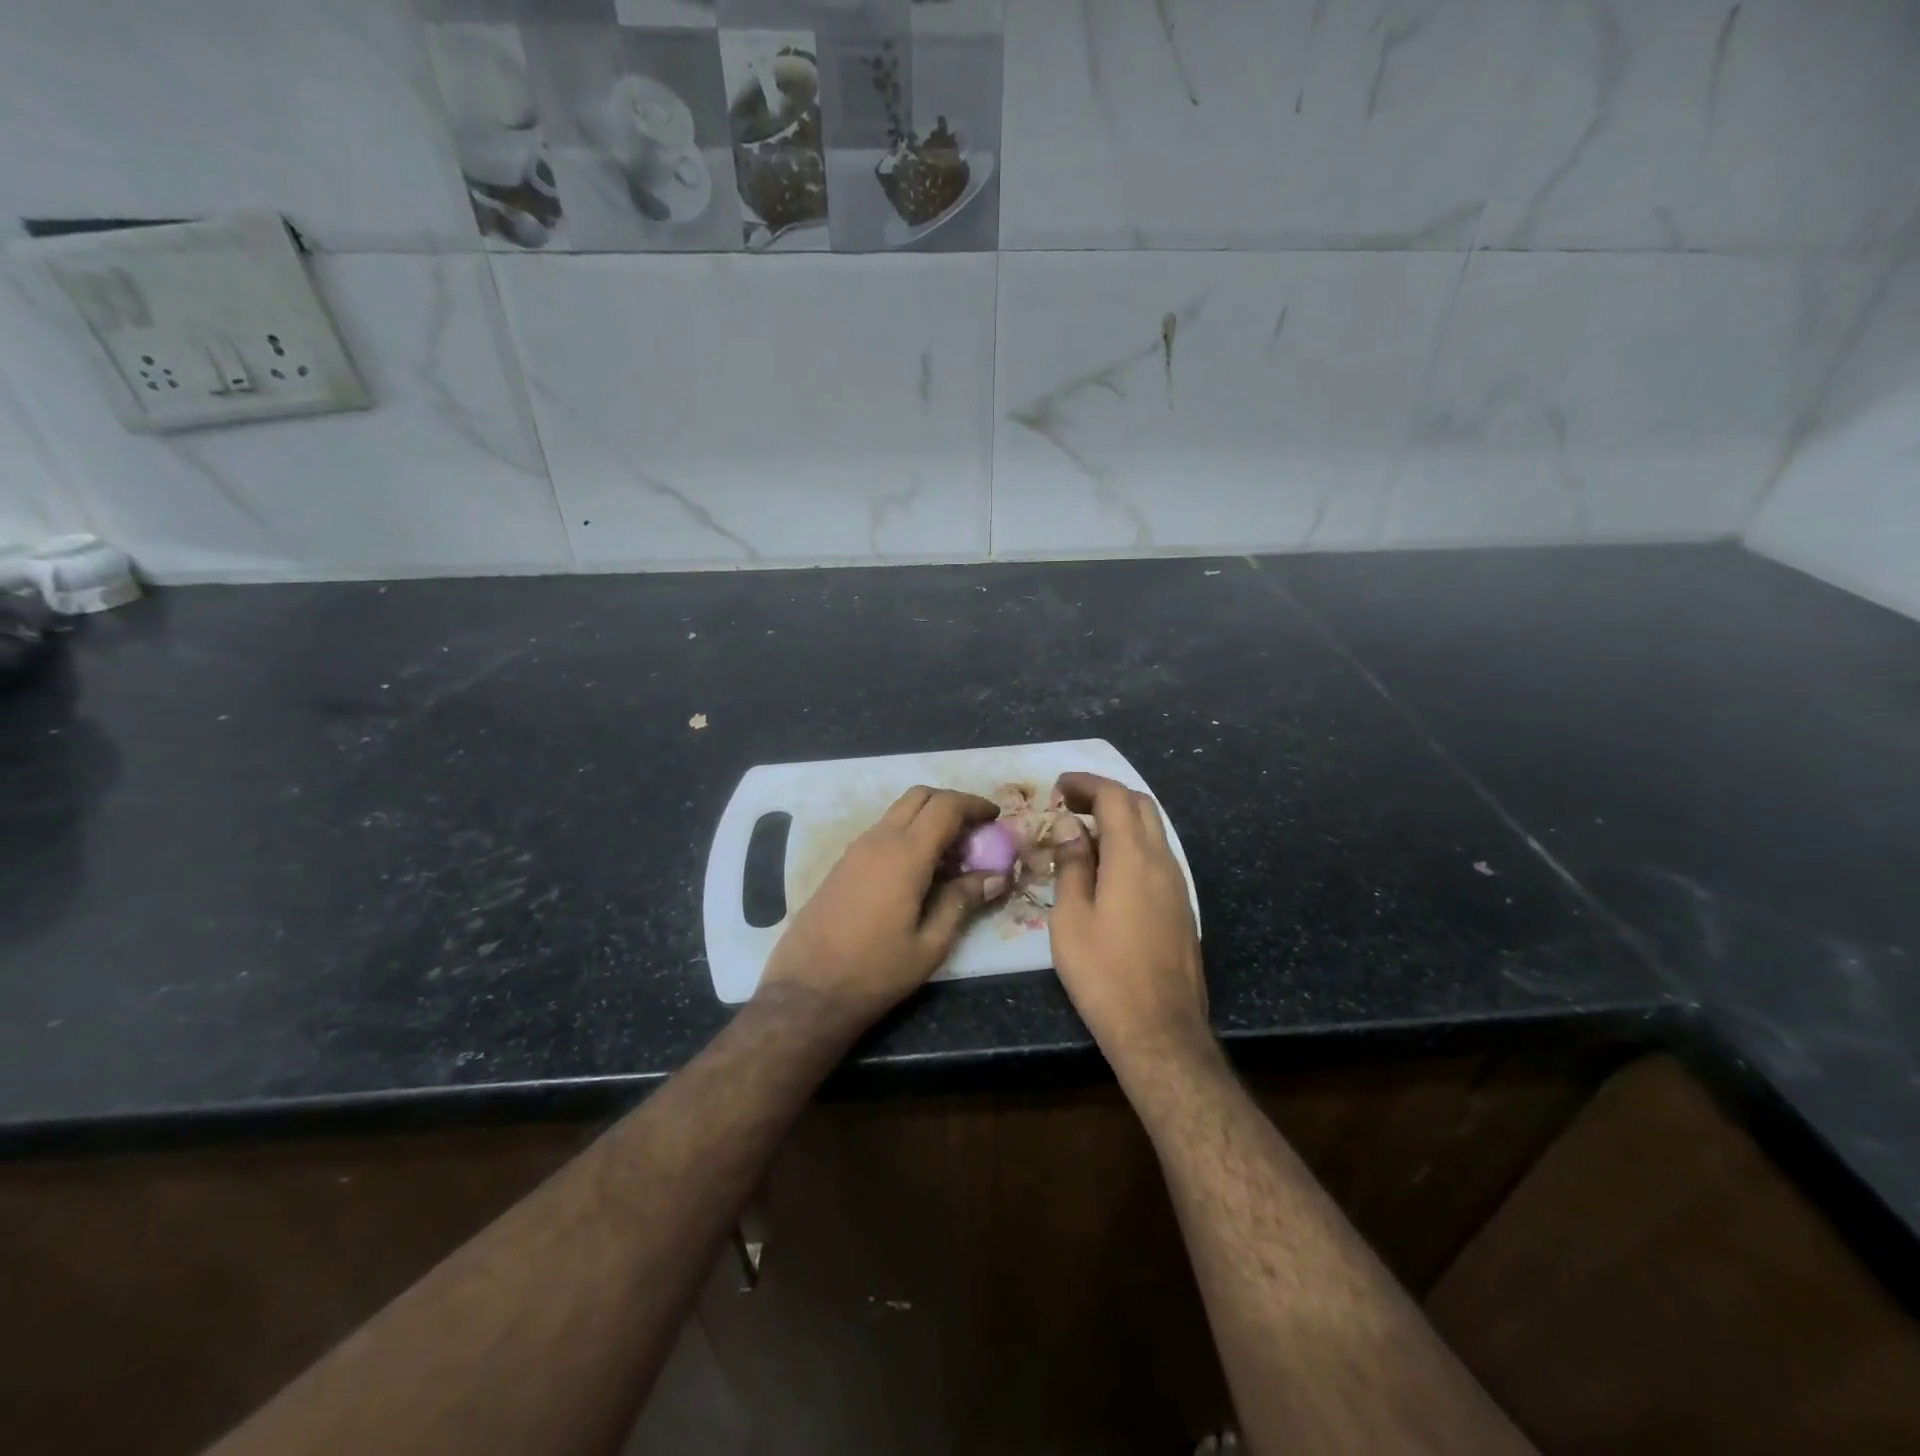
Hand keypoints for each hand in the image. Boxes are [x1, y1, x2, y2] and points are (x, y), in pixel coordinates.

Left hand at [758, 786, 1007, 1027]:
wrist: (807, 991)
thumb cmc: (875, 972)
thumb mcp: (930, 944)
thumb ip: (962, 901)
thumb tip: (996, 877)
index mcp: (905, 855)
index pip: (945, 806)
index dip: (974, 805)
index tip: (996, 818)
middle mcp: (879, 840)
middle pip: (920, 796)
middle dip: (952, 803)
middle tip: (975, 831)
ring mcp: (856, 849)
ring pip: (899, 812)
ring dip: (928, 818)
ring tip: (952, 854)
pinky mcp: (843, 863)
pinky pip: (883, 831)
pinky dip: (908, 833)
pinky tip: (920, 869)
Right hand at [1049, 772, 1211, 1071]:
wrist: (1159, 1029)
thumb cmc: (1104, 973)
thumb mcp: (1071, 918)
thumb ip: (1072, 864)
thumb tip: (1069, 826)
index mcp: (1133, 858)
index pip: (1115, 797)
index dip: (1086, 784)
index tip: (1059, 786)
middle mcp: (1163, 861)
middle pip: (1141, 805)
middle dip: (1105, 794)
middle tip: (1070, 804)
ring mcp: (1178, 884)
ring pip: (1153, 830)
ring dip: (1120, 819)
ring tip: (1083, 833)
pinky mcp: (1181, 905)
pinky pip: (1157, 855)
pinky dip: (1131, 843)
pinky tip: (1108, 866)